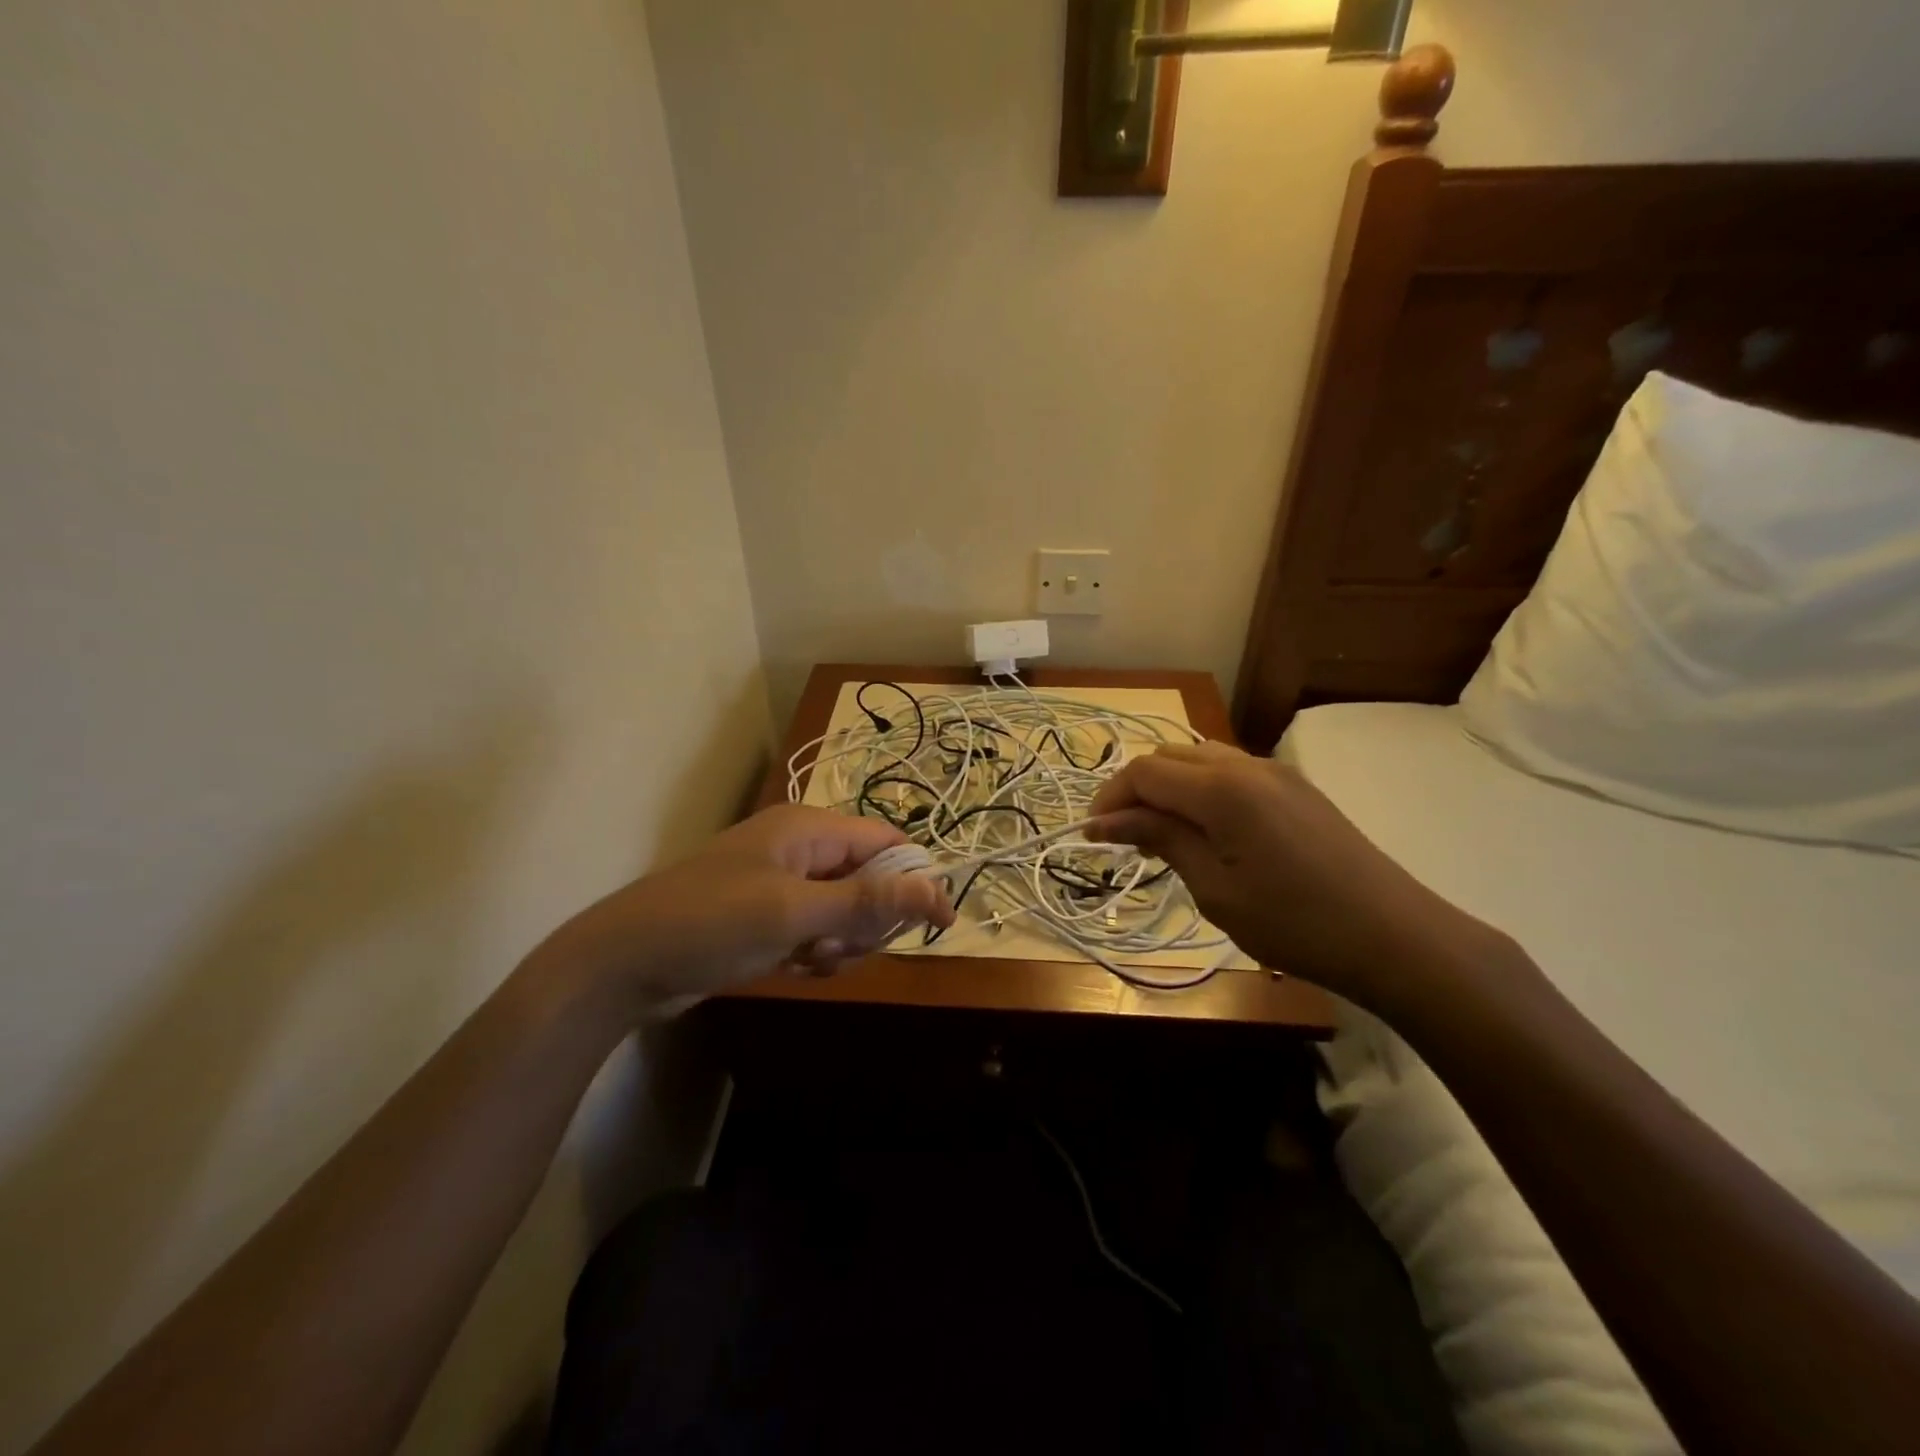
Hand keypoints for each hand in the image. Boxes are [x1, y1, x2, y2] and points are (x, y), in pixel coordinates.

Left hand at [536, 805, 953, 1006]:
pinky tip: (793, 969)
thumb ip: (867, 901)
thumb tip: (938, 890)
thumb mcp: (794, 914)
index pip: (887, 841)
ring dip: (841, 942)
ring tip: (809, 960)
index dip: (916, 878)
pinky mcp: (767, 917)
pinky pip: (816, 931)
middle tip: (840, 948)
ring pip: (845, 911)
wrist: (621, 965)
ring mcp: (782, 884)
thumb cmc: (711, 924)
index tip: (938, 924)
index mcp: (809, 828)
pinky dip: (815, 953)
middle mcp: (801, 848)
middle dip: (868, 919)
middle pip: (870, 878)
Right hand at [1087, 742, 1495, 1009]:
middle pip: (1168, 757)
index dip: (1110, 799)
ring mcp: (1276, 772)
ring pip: (1199, 759)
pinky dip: (1201, 791)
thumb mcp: (1215, 888)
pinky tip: (1205, 831)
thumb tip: (1107, 820)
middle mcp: (1247, 764)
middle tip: (1124, 839)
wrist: (1394, 937)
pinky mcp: (1295, 787)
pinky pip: (1230, 772)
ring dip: (1168, 788)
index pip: (1144, 772)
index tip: (1092, 836)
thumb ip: (1161, 839)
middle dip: (1135, 790)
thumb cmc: (1294, 922)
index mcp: (1222, 788)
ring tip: (1161, 836)